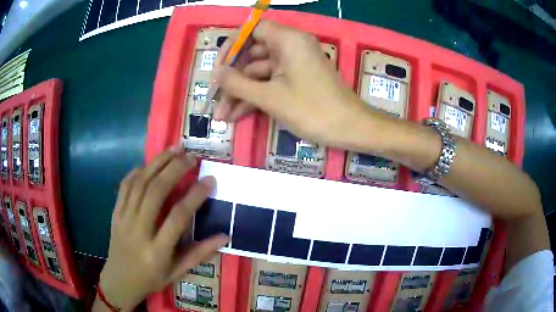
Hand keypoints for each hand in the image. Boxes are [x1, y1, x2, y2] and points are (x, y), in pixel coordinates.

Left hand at [96, 148, 228, 310]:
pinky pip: (124, 186)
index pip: (178, 217)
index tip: (209, 180)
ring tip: (173, 149)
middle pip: (155, 192)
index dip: (195, 196)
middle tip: (191, 157)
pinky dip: (136, 171)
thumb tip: (225, 236)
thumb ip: (200, 253)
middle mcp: (139, 230)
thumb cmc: (151, 279)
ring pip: (139, 184)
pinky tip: (148, 164)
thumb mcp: (177, 272)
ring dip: (157, 163)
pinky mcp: (115, 213)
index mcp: (157, 250)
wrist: (119, 281)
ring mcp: (124, 219)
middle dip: (174, 169)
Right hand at [213, 20, 371, 146]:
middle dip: (232, 79)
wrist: (350, 129)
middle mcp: (290, 47)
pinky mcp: (295, 80)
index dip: (232, 46)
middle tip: (215, 99)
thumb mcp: (270, 97)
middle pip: (252, 54)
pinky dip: (254, 97)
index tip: (218, 67)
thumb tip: (216, 73)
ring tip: (222, 116)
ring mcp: (293, 65)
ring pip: (258, 73)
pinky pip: (269, 83)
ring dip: (240, 93)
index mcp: (288, 40)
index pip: (252, 30)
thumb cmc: (313, 109)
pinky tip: (236, 116)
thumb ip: (238, 83)